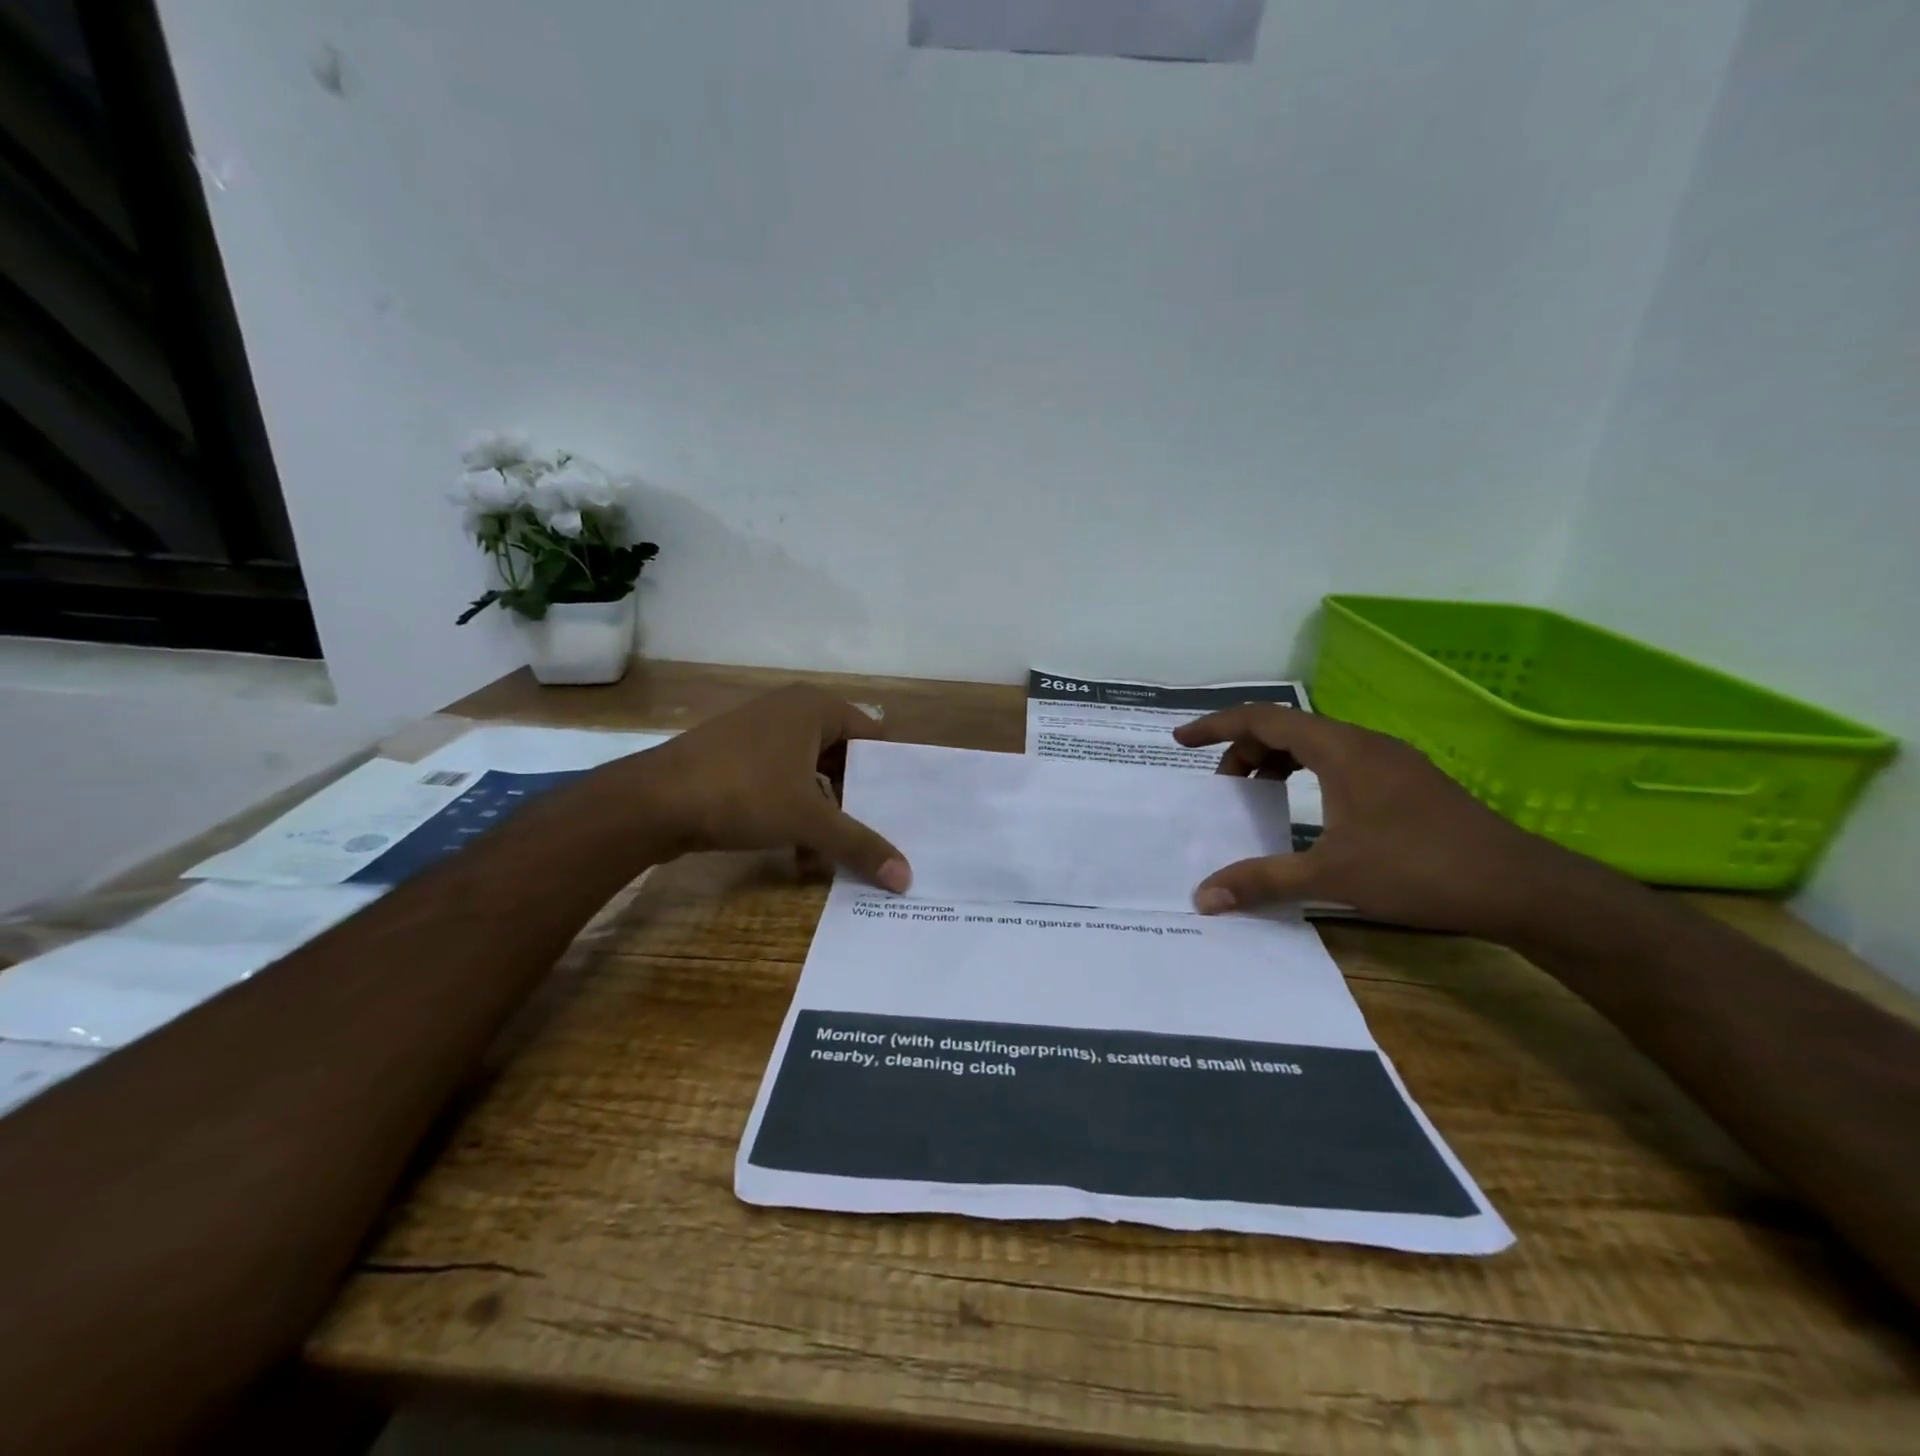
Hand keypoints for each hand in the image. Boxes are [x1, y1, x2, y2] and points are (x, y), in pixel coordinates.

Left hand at [620, 684, 911, 890]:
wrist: (652, 801)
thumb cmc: (743, 792)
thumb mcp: (809, 820)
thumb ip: (860, 845)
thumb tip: (907, 879)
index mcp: (815, 708)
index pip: (873, 736)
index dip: (889, 774)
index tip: (904, 811)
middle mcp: (790, 711)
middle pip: (842, 758)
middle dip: (856, 801)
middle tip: (877, 836)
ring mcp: (760, 734)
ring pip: (811, 776)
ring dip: (825, 815)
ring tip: (834, 855)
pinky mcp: (735, 758)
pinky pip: (782, 783)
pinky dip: (795, 814)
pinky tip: (798, 855)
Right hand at [1172, 705, 1582, 936]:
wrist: (1520, 886)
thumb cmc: (1419, 869)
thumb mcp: (1331, 876)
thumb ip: (1262, 880)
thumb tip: (1203, 897)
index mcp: (1340, 750)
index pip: (1263, 719)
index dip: (1216, 726)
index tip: (1180, 742)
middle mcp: (1363, 742)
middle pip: (1287, 727)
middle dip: (1244, 750)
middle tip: (1222, 788)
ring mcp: (1390, 759)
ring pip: (1316, 743)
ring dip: (1277, 761)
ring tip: (1257, 794)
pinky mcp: (1407, 780)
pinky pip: (1340, 759)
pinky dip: (1307, 772)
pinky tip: (1308, 809)